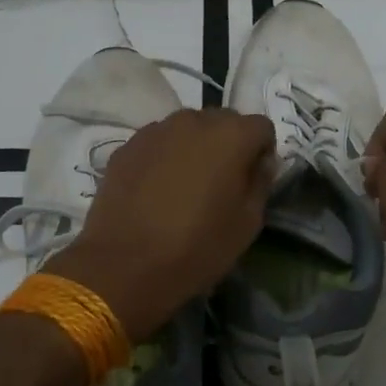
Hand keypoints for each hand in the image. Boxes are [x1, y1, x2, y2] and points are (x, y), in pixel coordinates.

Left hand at [51, 109, 275, 341]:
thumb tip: (260, 162)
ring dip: (194, 148)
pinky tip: (156, 190)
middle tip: (220, 183)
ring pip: (187, 129)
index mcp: (232, 135)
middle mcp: (195, 120)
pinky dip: (164, 157)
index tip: (252, 181)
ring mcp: (157, 130)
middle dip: (228, 145)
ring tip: (184, 186)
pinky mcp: (127, 145)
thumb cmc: (197, 246)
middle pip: (223, 121)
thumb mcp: (248, 223)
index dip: (262, 152)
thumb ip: (260, 182)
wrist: (124, 265)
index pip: (261, 127)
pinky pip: (158, 143)